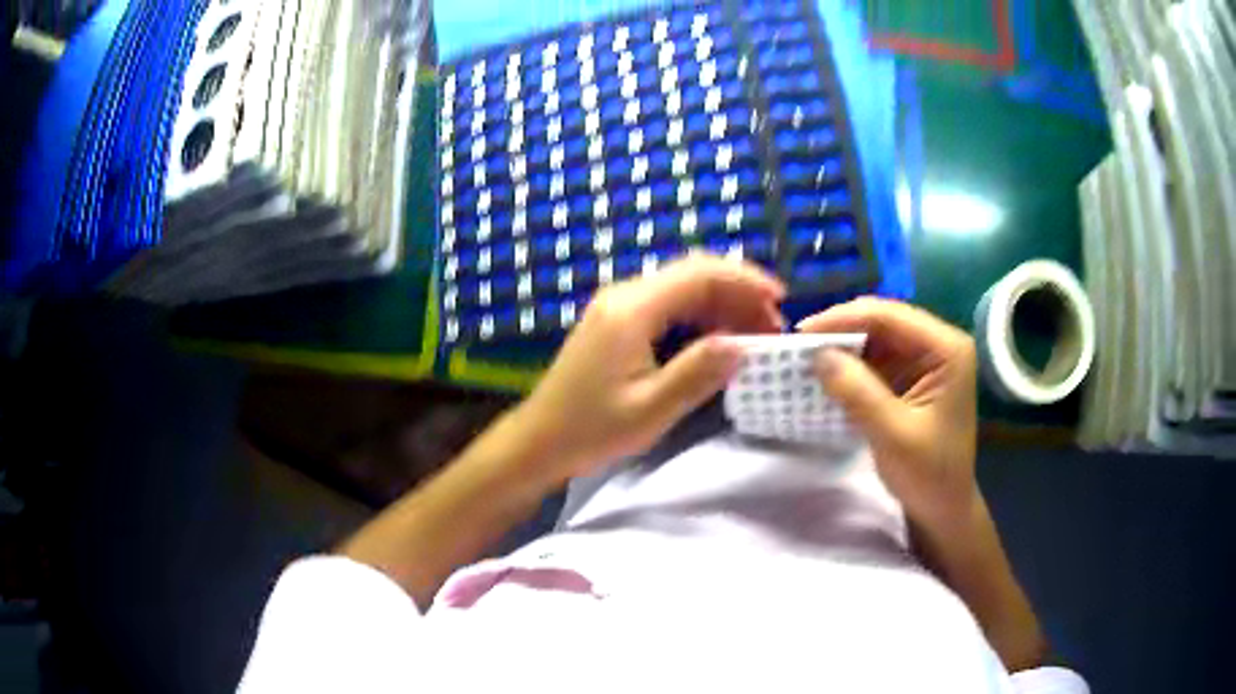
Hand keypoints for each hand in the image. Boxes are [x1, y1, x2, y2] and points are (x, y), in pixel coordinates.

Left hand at [512, 255, 784, 483]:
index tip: (780, 302)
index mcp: (632, 310)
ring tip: (755, 334)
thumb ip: (698, 373)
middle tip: (773, 325)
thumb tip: (743, 345)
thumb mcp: (650, 409)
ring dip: (722, 305)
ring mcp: (619, 307)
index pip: (699, 274)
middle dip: (739, 293)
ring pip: (683, 289)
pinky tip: (721, 339)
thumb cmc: (591, 429)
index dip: (744, 281)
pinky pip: (668, 307)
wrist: (540, 440)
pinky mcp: (617, 322)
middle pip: (693, 275)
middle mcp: (625, 296)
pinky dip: (701, 317)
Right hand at [798, 297, 978, 527]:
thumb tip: (818, 355)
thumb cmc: (929, 474)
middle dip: (841, 331)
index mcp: (947, 349)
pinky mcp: (913, 376)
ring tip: (806, 357)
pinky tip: (827, 374)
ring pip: (876, 337)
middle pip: (883, 321)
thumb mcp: (893, 435)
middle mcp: (938, 344)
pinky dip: (851, 365)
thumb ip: (858, 392)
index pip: (890, 317)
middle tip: (799, 345)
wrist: (944, 508)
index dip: (843, 318)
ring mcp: (926, 359)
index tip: (801, 333)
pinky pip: (877, 358)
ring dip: (843, 347)